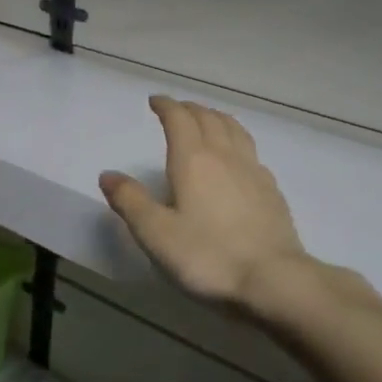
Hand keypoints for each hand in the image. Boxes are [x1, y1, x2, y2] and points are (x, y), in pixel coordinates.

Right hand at [100, 96, 313, 308]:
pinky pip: (251, 152)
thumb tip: (108, 174)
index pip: (179, 119)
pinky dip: (237, 142)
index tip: (155, 101)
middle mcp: (225, 156)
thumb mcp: (155, 233)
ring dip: (217, 118)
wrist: (273, 280)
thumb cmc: (207, 256)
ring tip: (207, 121)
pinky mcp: (272, 191)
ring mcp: (253, 172)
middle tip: (177, 110)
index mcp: (193, 160)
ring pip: (235, 130)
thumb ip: (130, 201)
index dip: (166, 106)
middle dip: (190, 109)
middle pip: (209, 118)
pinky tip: (237, 159)